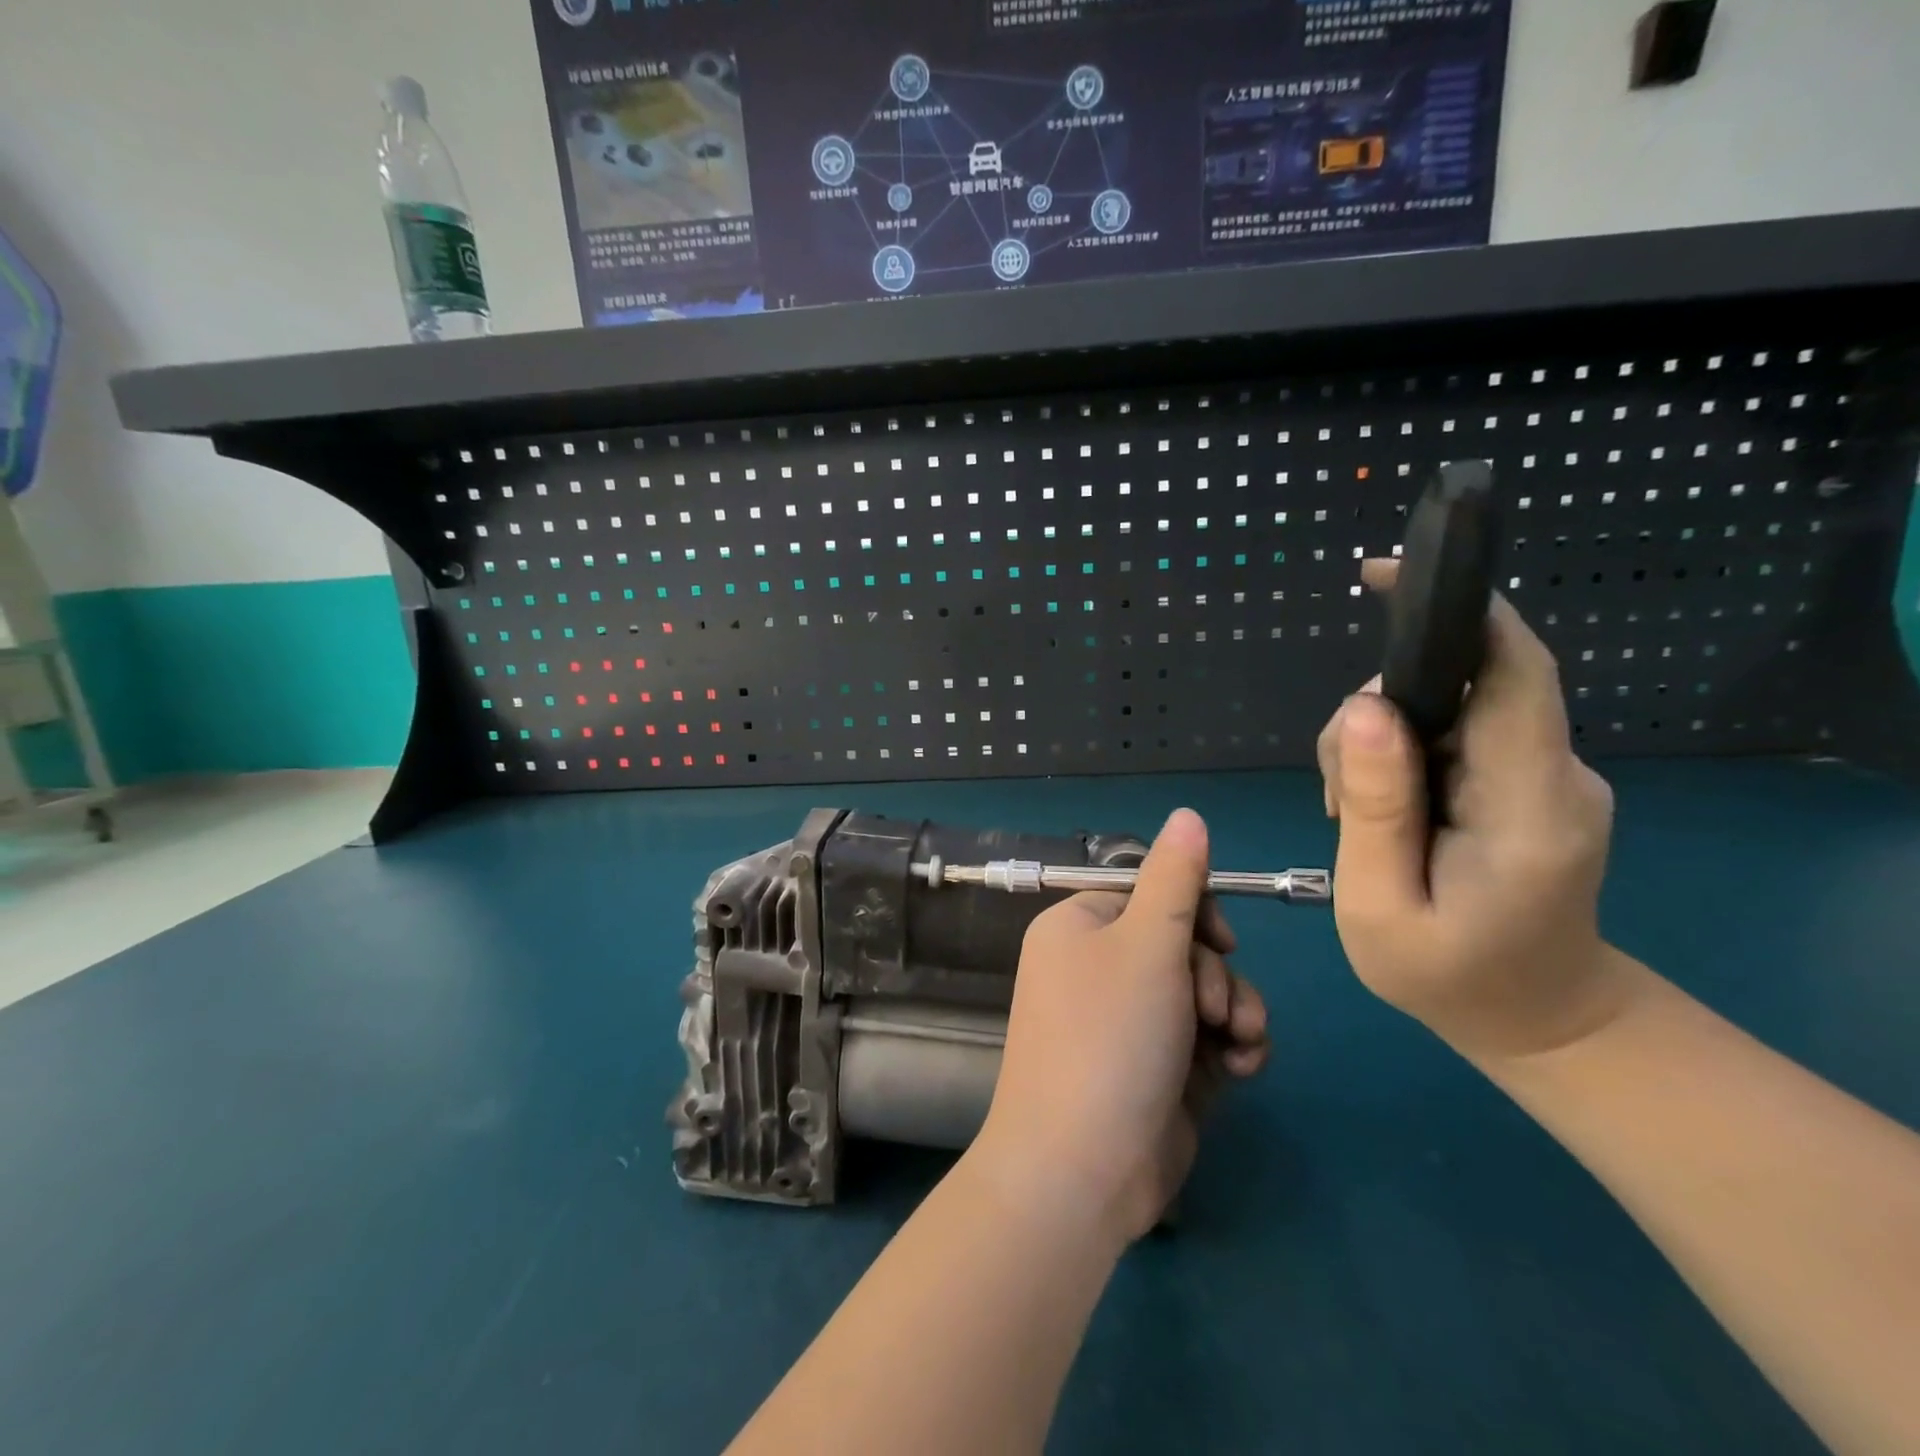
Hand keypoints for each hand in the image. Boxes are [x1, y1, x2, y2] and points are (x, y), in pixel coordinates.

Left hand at [973, 809, 1270, 1244]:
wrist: (1082, 1169)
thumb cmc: (1110, 1037)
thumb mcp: (1147, 944)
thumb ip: (1175, 878)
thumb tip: (1188, 814)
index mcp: (1079, 926)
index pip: (1148, 892)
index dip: (1193, 911)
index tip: (1220, 940)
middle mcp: (1097, 967)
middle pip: (1182, 942)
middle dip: (1214, 973)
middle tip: (1214, 1007)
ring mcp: (1127, 1021)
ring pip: (1202, 990)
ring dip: (1233, 1010)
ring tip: (1234, 1042)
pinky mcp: (1156, 1067)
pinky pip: (1204, 1036)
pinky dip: (1229, 1047)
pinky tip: (1240, 1068)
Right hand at [1318, 559, 1632, 1060]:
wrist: (1542, 1020)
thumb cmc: (1452, 977)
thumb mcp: (1380, 906)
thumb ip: (1374, 807)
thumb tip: (1362, 706)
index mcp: (1529, 806)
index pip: (1513, 672)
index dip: (1456, 611)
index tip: (1384, 576)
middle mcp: (1555, 773)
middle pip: (1461, 687)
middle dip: (1377, 714)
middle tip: (1336, 796)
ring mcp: (1548, 774)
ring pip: (1447, 709)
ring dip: (1380, 742)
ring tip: (1353, 816)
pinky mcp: (1528, 779)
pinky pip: (1455, 734)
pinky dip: (1401, 755)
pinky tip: (1382, 810)